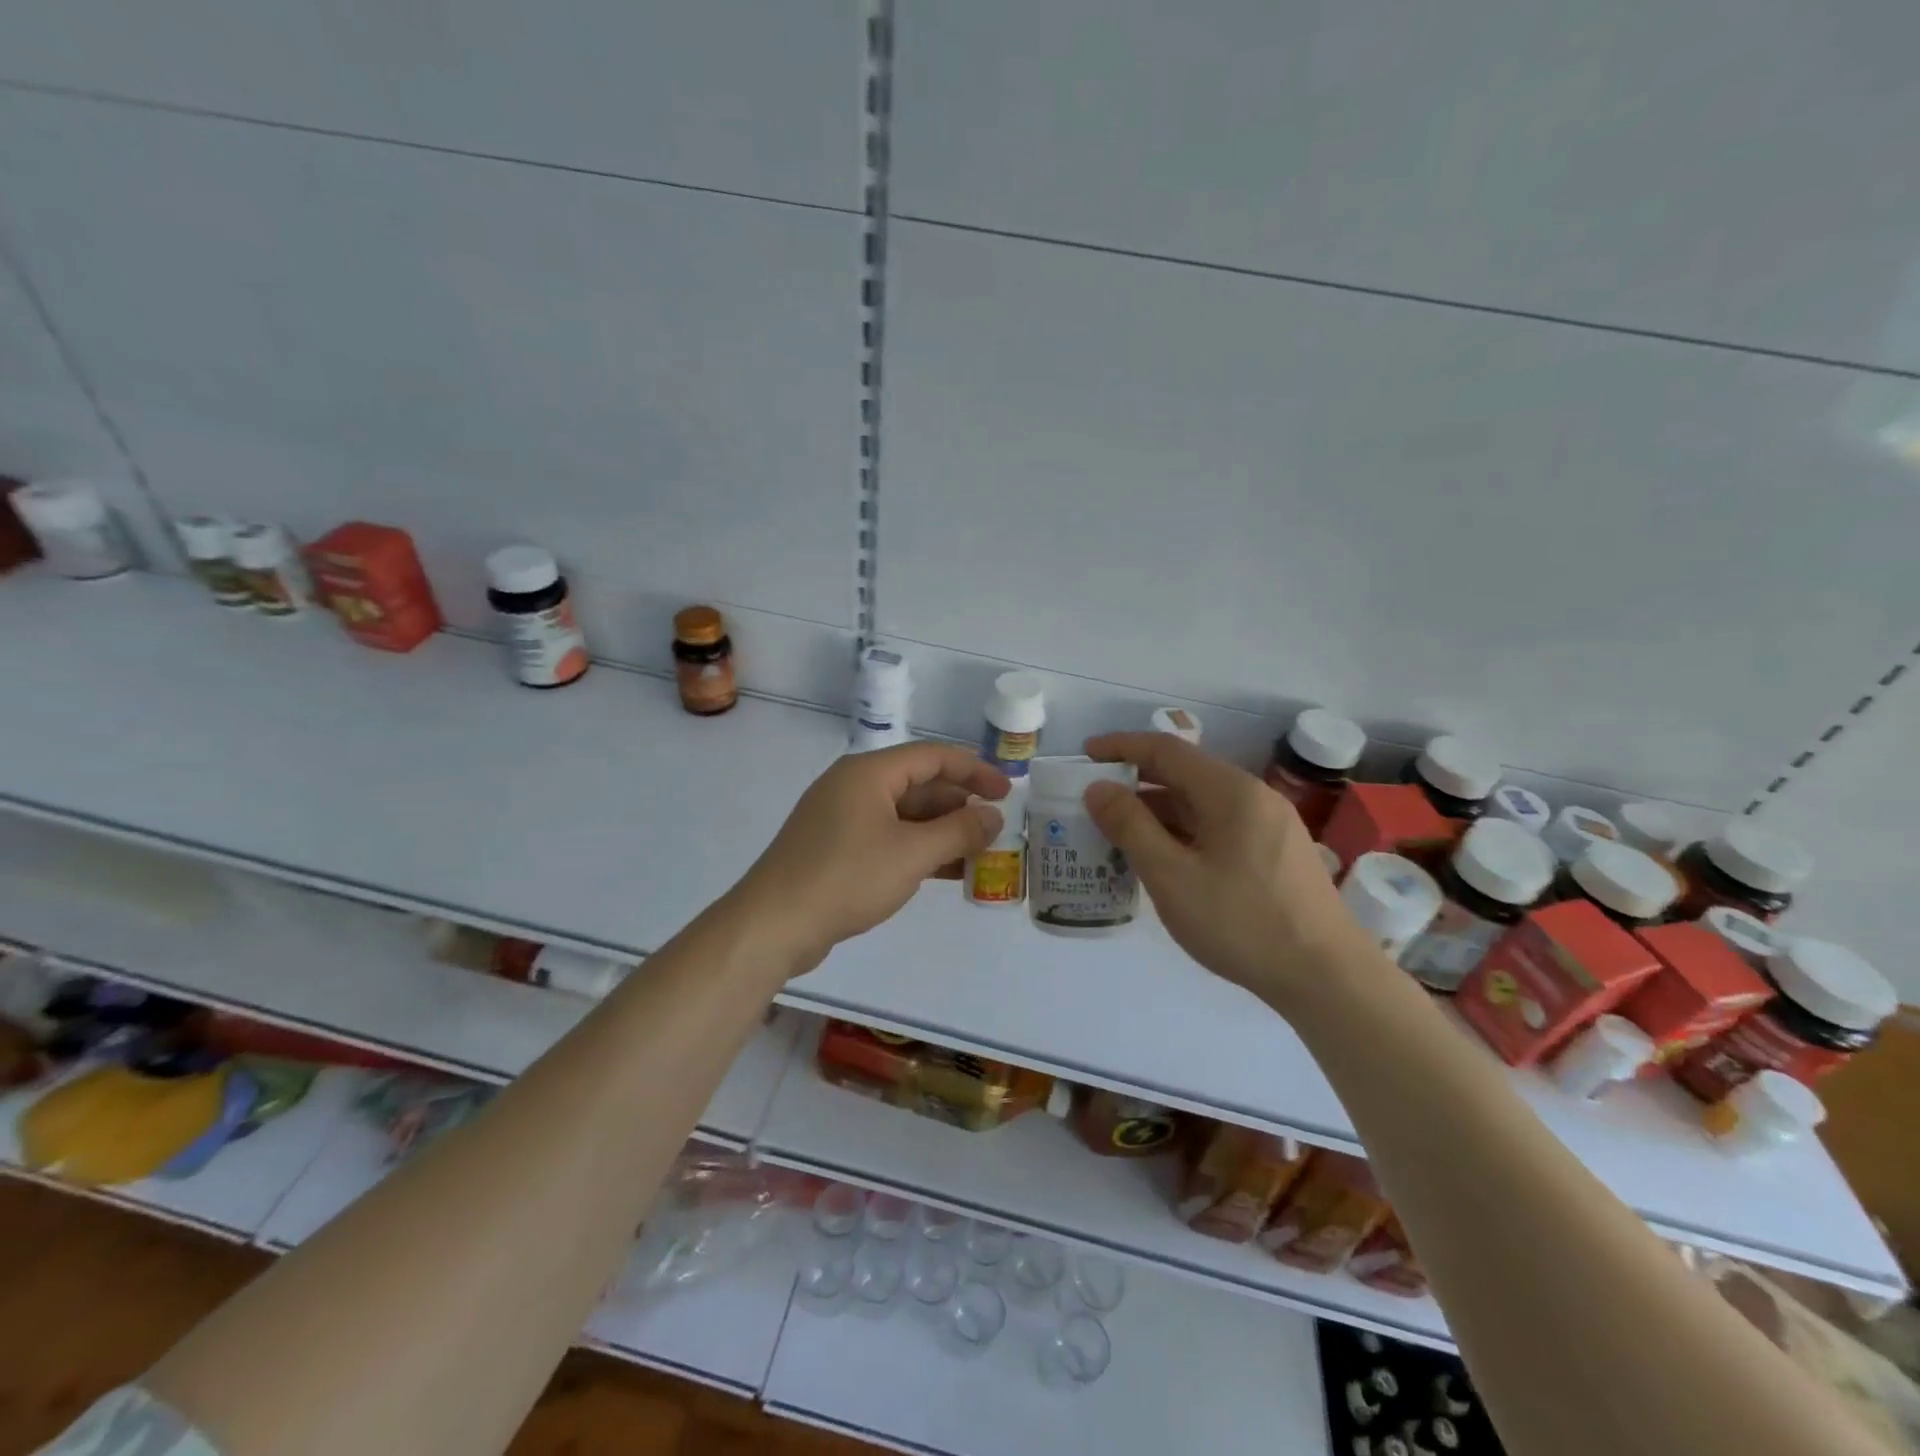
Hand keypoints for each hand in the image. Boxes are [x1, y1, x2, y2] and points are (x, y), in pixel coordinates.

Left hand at [735, 742, 1009, 974]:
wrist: (774, 924)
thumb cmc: (847, 877)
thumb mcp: (912, 854)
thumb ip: (959, 832)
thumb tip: (993, 816)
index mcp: (869, 773)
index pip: (932, 757)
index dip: (974, 771)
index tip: (1007, 792)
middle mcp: (854, 786)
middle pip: (918, 785)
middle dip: (959, 807)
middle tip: (995, 830)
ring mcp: (841, 818)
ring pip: (903, 815)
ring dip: (941, 832)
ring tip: (978, 854)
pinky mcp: (834, 848)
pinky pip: (886, 837)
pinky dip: (917, 849)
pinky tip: (945, 872)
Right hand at [1083, 733, 1365, 1007]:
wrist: (1327, 978)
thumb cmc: (1242, 923)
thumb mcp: (1172, 877)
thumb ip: (1130, 827)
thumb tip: (1099, 788)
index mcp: (1230, 792)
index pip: (1166, 750)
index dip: (1122, 747)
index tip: (1086, 754)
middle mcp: (1254, 797)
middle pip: (1185, 774)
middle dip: (1136, 782)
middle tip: (1094, 800)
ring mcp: (1270, 825)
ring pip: (1202, 804)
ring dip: (1158, 812)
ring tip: (1119, 834)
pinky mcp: (1276, 853)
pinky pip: (1219, 827)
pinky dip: (1183, 832)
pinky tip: (1163, 859)